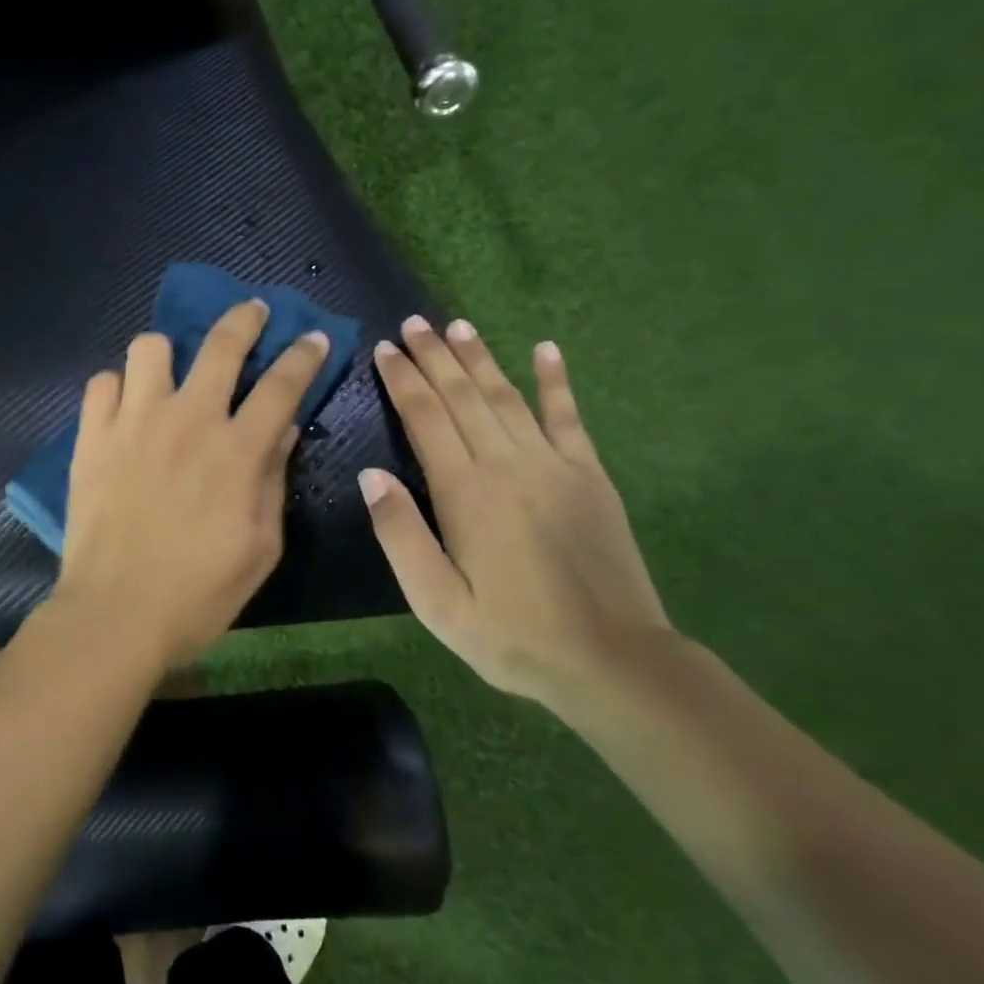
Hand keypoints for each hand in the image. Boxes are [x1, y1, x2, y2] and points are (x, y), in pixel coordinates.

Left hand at [56, 300, 330, 664]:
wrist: (115, 614)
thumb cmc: (199, 592)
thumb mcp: (260, 546)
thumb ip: (273, 479)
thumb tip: (283, 428)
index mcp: (236, 450)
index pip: (282, 384)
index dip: (302, 355)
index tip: (311, 338)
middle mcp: (187, 420)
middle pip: (221, 344)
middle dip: (244, 318)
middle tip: (252, 312)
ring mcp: (133, 422)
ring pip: (150, 348)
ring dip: (167, 355)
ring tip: (169, 375)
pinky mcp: (91, 435)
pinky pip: (102, 383)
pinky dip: (118, 389)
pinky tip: (125, 410)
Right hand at [359, 316, 671, 711]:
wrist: (612, 661)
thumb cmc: (511, 635)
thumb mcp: (436, 601)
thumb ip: (400, 534)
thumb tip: (371, 475)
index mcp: (465, 491)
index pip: (425, 417)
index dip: (402, 380)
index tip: (384, 349)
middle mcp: (507, 464)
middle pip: (463, 396)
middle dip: (434, 356)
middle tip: (413, 323)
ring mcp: (554, 465)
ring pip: (507, 397)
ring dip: (480, 358)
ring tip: (457, 326)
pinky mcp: (590, 477)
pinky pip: (569, 417)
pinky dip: (556, 382)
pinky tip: (547, 350)